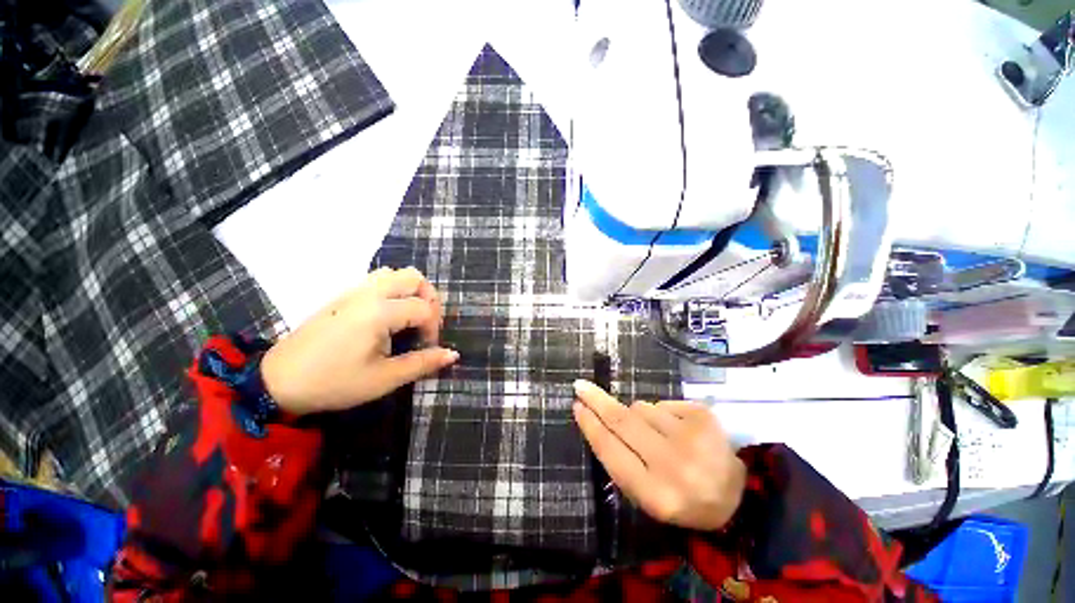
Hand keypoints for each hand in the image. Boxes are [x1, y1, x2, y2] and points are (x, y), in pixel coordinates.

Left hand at [260, 267, 458, 414]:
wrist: (278, 381)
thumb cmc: (334, 382)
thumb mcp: (383, 378)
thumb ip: (422, 363)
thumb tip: (453, 354)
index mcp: (379, 312)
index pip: (424, 308)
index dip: (434, 328)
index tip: (429, 348)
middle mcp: (369, 293)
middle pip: (413, 277)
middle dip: (429, 298)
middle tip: (426, 323)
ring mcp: (353, 292)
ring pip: (394, 273)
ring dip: (411, 290)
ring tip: (410, 316)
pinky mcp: (343, 296)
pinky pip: (377, 280)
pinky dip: (393, 289)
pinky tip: (388, 315)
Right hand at [572, 380, 745, 530]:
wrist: (735, 495)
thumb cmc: (682, 499)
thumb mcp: (646, 495)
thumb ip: (619, 461)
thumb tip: (596, 419)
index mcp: (654, 494)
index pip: (611, 450)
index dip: (590, 425)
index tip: (577, 406)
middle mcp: (672, 464)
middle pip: (622, 421)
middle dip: (597, 401)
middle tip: (581, 386)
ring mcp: (691, 437)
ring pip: (642, 408)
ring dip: (638, 415)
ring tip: (656, 434)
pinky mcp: (703, 416)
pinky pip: (663, 404)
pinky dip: (661, 413)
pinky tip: (676, 430)